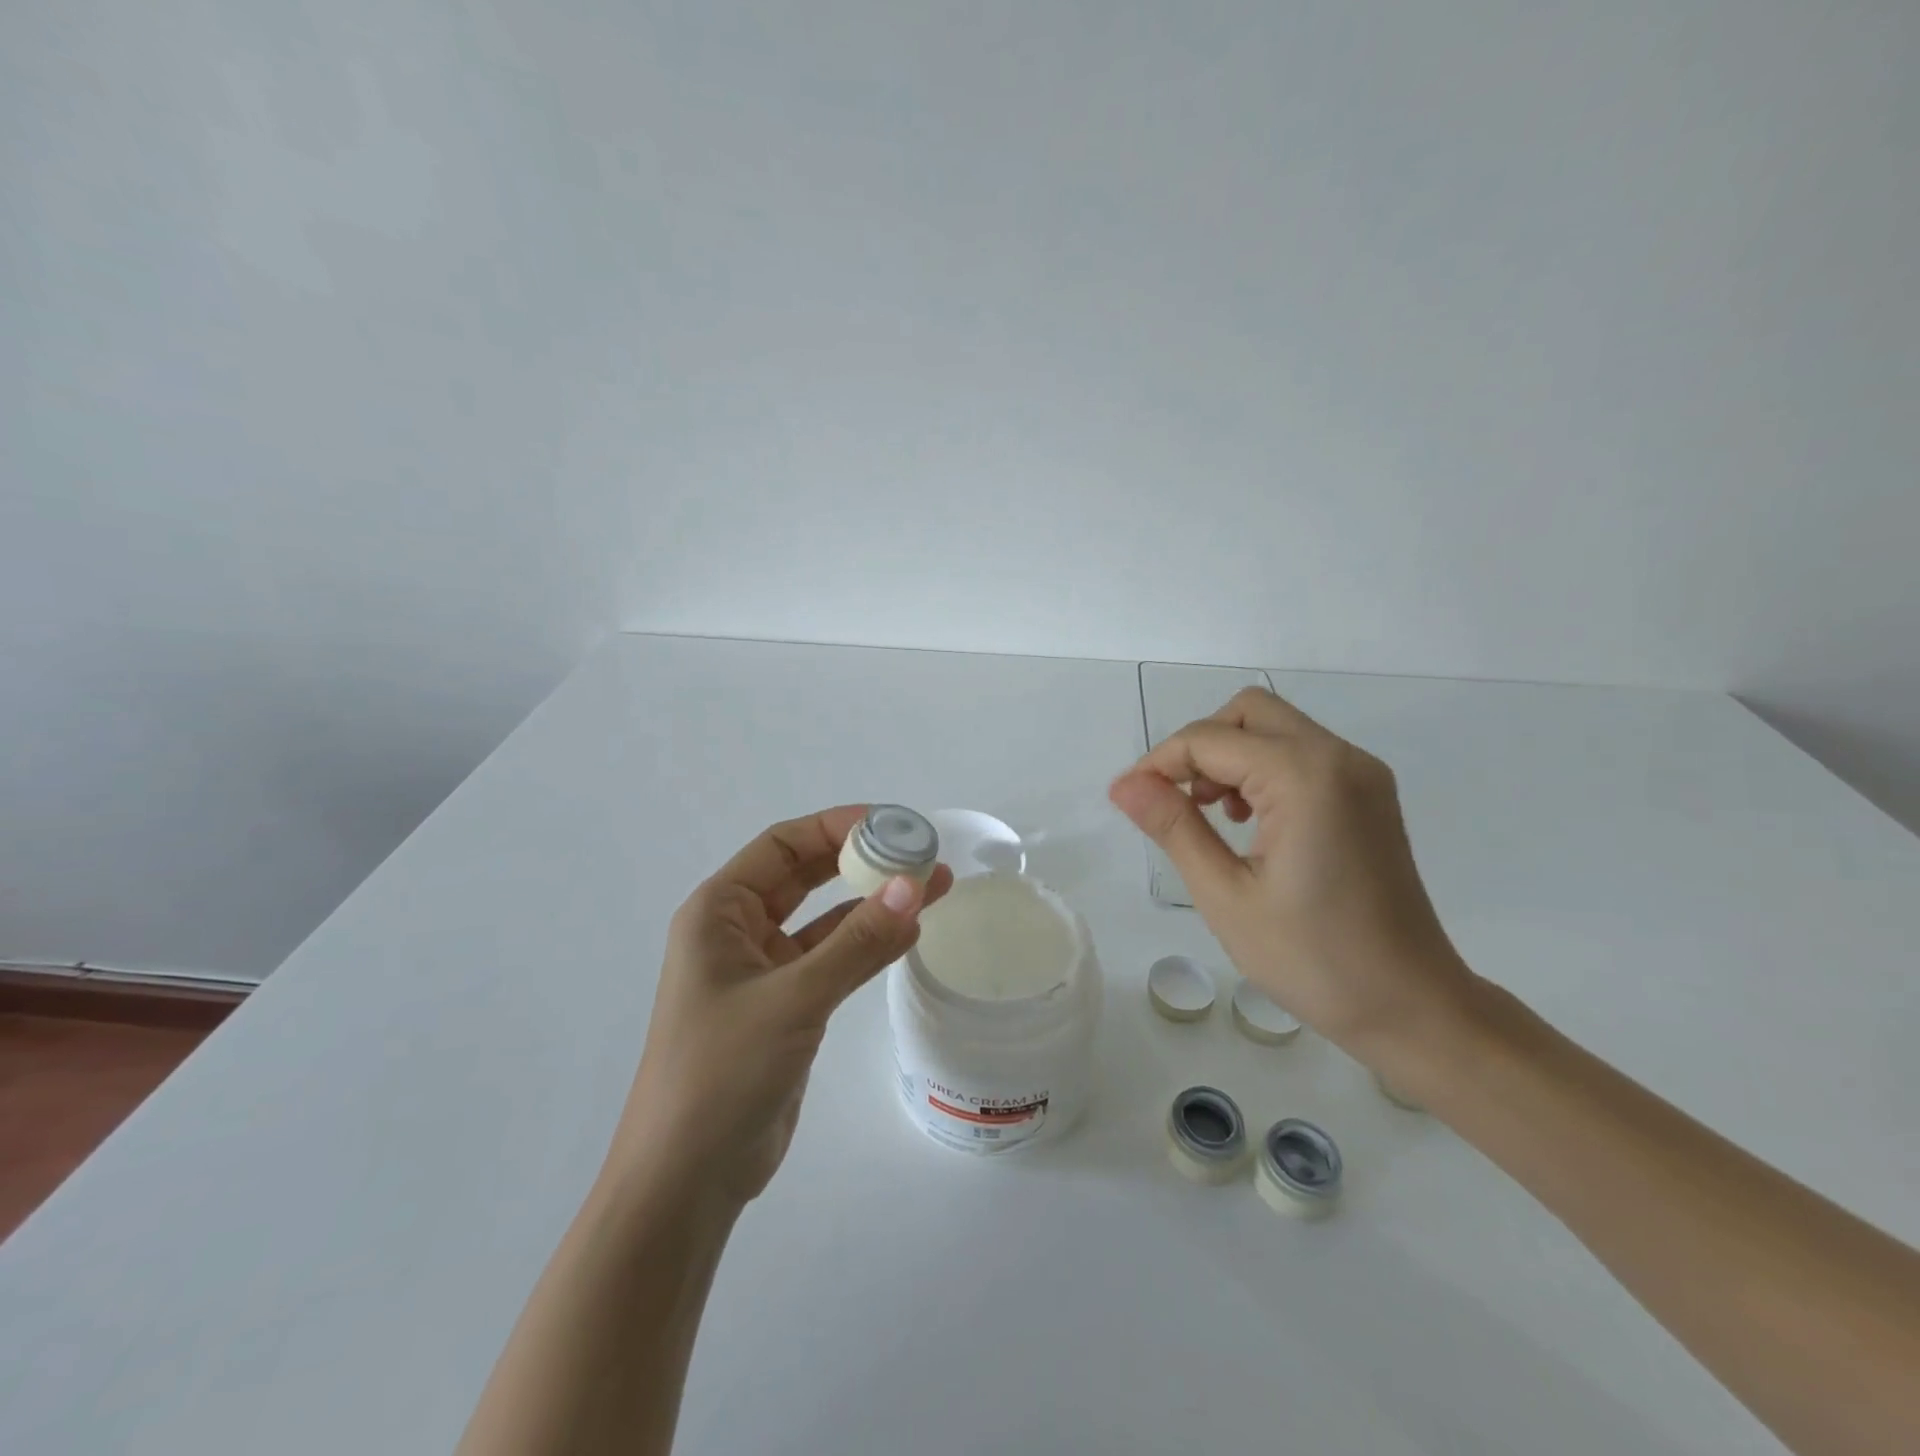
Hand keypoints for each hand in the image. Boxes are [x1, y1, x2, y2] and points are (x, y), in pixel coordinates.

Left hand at [609, 806, 953, 1208]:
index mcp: (718, 912)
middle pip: (806, 876)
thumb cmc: (722, 1073)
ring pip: (826, 919)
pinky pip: (832, 959)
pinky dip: (867, 945)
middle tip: (919, 853)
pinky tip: (909, 932)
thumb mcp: (793, 998)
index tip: (891, 825)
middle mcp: (737, 931)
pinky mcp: (786, 1006)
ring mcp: (763, 970)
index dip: (835, 826)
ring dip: (873, 903)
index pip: (782, 845)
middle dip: (861, 862)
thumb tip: (913, 886)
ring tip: (932, 886)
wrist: (687, 1180)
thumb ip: (856, 942)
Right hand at [1109, 688, 1473, 1060]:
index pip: (1209, 739)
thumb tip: (1124, 784)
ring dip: (1230, 756)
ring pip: (1275, 728)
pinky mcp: (1368, 794)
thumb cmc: (1312, 960)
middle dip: (1199, 747)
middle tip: (1176, 801)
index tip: (1130, 800)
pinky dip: (1263, 769)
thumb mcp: (1225, 895)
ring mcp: (1361, 773)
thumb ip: (1174, 827)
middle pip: (1248, 712)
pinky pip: (1302, 754)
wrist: (1412, 1006)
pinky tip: (1250, 821)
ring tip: (1211, 816)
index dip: (1159, 764)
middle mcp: (1339, 757)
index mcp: (1304, 777)